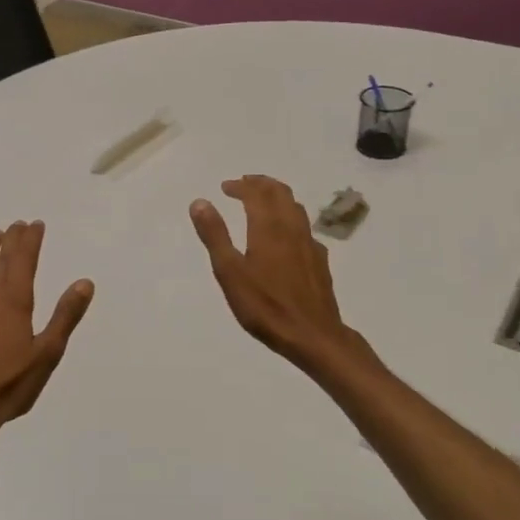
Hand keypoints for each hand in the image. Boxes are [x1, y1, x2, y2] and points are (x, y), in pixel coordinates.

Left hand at [0, 221, 94, 455]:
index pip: (23, 257)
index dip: (31, 239)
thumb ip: (65, 316)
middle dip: (11, 239)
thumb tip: (84, 282)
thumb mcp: (47, 353)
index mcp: (14, 298)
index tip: (36, 224)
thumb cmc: (8, 384)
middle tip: (18, 225)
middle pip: (0, 257)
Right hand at [190, 176, 362, 374]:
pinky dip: (291, 219)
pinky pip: (305, 228)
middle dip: (261, 184)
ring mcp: (310, 244)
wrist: (313, 335)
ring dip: (278, 197)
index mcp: (268, 228)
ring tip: (263, 201)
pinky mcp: (320, 261)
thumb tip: (200, 202)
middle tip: (244, 184)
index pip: (256, 193)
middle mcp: (292, 229)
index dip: (240, 186)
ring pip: (296, 208)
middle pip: (281, 193)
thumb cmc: (265, 306)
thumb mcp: (230, 272)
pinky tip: (286, 235)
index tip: (225, 187)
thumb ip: (215, 235)